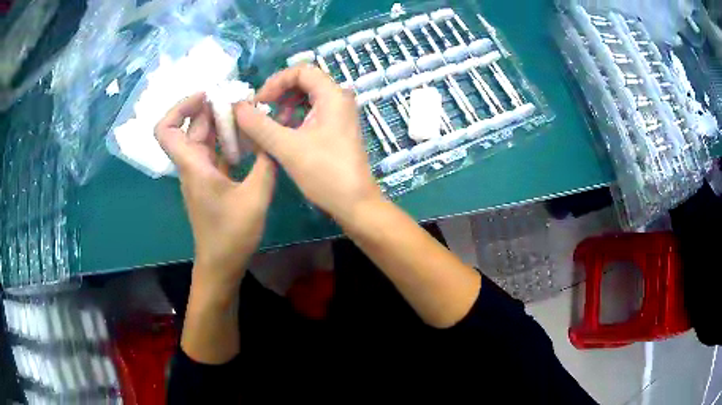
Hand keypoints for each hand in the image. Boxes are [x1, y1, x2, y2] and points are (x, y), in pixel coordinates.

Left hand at [155, 93, 275, 298]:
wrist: (221, 264)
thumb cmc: (231, 235)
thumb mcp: (255, 197)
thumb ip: (265, 162)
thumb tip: (273, 134)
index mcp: (193, 165)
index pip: (166, 130)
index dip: (179, 107)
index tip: (206, 96)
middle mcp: (192, 165)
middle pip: (191, 126)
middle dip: (212, 108)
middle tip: (241, 99)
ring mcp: (201, 173)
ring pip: (204, 138)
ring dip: (222, 123)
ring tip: (249, 113)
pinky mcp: (210, 181)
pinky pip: (215, 152)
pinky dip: (228, 140)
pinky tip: (249, 138)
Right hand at [234, 65, 382, 222]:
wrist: (355, 204)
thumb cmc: (325, 174)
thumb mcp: (287, 147)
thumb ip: (259, 125)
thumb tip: (237, 107)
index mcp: (333, 96)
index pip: (302, 71)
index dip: (276, 81)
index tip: (259, 101)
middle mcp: (339, 100)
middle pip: (304, 83)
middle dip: (279, 94)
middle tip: (260, 112)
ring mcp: (339, 115)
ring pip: (306, 100)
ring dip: (284, 108)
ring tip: (269, 128)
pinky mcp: (337, 130)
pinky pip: (311, 114)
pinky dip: (294, 120)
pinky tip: (282, 137)